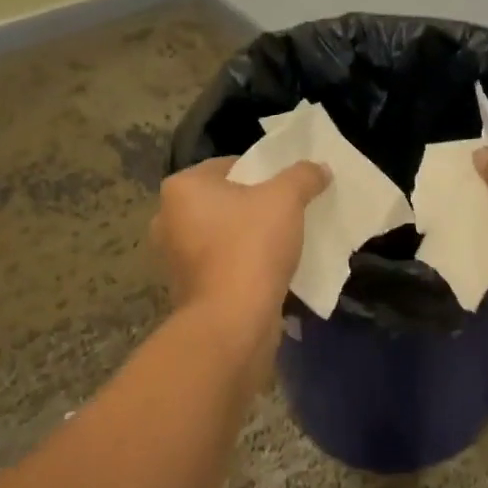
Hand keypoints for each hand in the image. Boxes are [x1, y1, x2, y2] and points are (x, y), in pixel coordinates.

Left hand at [151, 157, 328, 327]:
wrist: (232, 321)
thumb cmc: (251, 247)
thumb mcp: (286, 200)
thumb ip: (303, 176)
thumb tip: (320, 168)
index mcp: (182, 188)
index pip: (229, 166)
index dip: (263, 173)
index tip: (290, 188)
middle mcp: (168, 219)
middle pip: (224, 202)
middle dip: (255, 207)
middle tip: (290, 213)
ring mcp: (174, 259)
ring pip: (223, 236)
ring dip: (249, 238)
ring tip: (285, 242)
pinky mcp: (188, 290)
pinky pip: (222, 265)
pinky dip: (243, 265)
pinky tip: (271, 270)